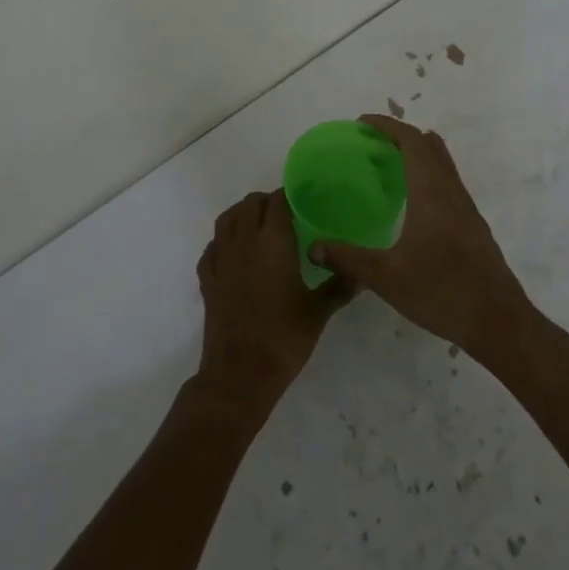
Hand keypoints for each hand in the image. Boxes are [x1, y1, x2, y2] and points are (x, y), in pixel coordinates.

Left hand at [195, 189, 350, 412]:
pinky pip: (211, 247)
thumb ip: (339, 286)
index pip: (277, 201)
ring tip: (257, 225)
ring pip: (226, 220)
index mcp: (273, 242)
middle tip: (284, 214)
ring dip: (241, 214)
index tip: (302, 201)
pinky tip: (233, 253)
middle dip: (266, 202)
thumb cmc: (284, 338)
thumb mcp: (318, 312)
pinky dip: (222, 241)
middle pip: (250, 204)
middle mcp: (244, 242)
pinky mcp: (207, 279)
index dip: (288, 196)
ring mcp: (221, 259)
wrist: (240, 373)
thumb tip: (361, 274)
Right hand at [308, 116, 533, 358]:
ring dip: (416, 153)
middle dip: (400, 135)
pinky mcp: (473, 225)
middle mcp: (451, 191)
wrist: (499, 322)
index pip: (411, 141)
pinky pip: (447, 182)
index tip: (361, 122)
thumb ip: (348, 259)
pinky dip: (426, 173)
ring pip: (442, 163)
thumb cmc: (442, 292)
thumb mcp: (386, 278)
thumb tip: (313, 247)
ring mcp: (466, 208)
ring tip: (387, 164)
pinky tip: (411, 201)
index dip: (387, 126)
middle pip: (429, 146)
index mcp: (431, 193)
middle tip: (370, 141)